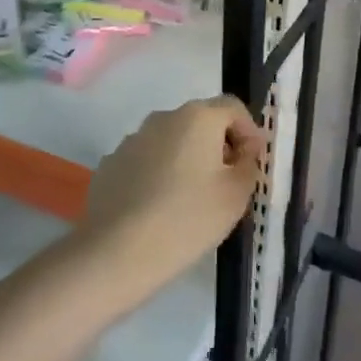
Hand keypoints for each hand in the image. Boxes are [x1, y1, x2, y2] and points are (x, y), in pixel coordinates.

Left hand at [80, 97, 263, 297]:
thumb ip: (249, 164)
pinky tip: (157, 210)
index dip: (248, 132)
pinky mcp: (110, 164)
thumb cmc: (187, 219)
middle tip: (225, 185)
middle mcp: (162, 118)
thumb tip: (244, 151)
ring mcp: (131, 140)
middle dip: (217, 146)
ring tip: (189, 201)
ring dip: (185, 160)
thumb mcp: (236, 195)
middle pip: (200, 122)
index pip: (233, 108)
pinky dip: (157, 176)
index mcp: (196, 117)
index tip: (250, 165)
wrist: (116, 252)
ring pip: (170, 142)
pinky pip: (145, 162)